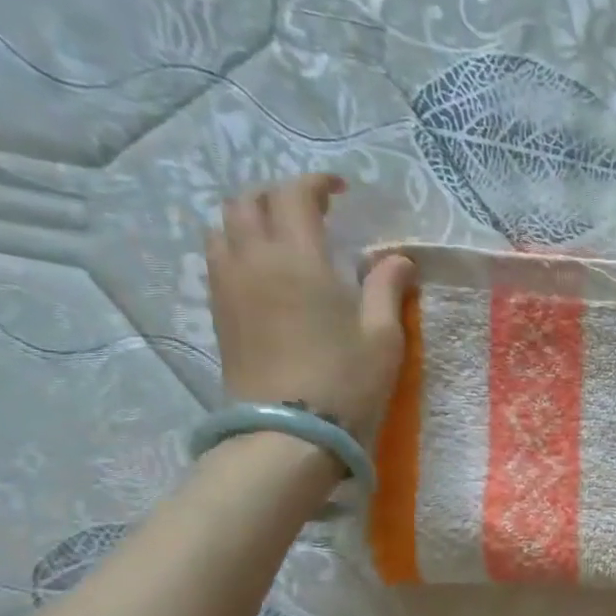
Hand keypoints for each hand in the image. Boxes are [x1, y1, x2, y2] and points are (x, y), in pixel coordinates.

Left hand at [206, 173, 416, 437]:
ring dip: (253, 218)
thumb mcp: (383, 337)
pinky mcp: (219, 311)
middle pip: (249, 201)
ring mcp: (228, 285)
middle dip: (280, 195)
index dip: (317, 184)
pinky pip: (218, 256)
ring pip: (225, 226)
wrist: (289, 431)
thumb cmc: (346, 381)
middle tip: (313, 211)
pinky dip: (239, 245)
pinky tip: (266, 269)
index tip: (341, 190)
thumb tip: (397, 259)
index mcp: (297, 259)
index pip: (294, 196)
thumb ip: (387, 289)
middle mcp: (253, 260)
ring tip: (284, 236)